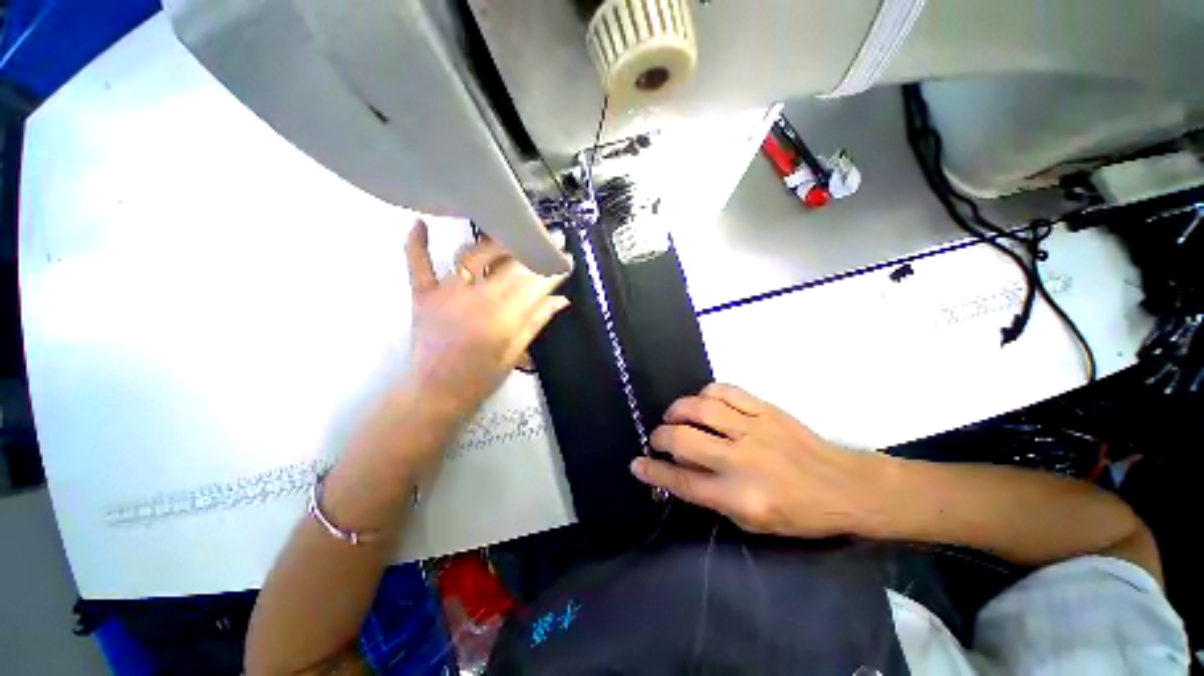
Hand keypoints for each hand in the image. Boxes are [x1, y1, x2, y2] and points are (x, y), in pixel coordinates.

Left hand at [404, 221, 569, 418]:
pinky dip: (417, 243)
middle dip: (535, 250)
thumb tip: (561, 300)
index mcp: (504, 317)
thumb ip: (536, 321)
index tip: (566, 257)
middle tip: (552, 237)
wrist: (435, 393)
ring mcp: (447, 293)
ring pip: (474, 255)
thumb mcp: (515, 353)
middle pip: (511, 266)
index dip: (553, 269)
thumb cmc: (480, 378)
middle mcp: (477, 299)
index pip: (535, 284)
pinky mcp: (423, 295)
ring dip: (497, 242)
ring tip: (514, 231)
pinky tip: (421, 224)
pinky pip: (418, 264)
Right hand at [631, 383, 884, 537]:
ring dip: (678, 410)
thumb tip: (677, 473)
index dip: (654, 471)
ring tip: (674, 416)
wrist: (845, 486)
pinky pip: (725, 390)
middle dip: (660, 436)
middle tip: (658, 438)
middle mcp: (741, 459)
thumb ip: (712, 497)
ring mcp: (754, 428)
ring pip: (700, 408)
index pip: (683, 481)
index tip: (636, 463)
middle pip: (684, 438)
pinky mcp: (765, 408)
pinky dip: (705, 393)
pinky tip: (703, 402)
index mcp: (739, 496)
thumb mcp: (752, 522)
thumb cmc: (798, 514)